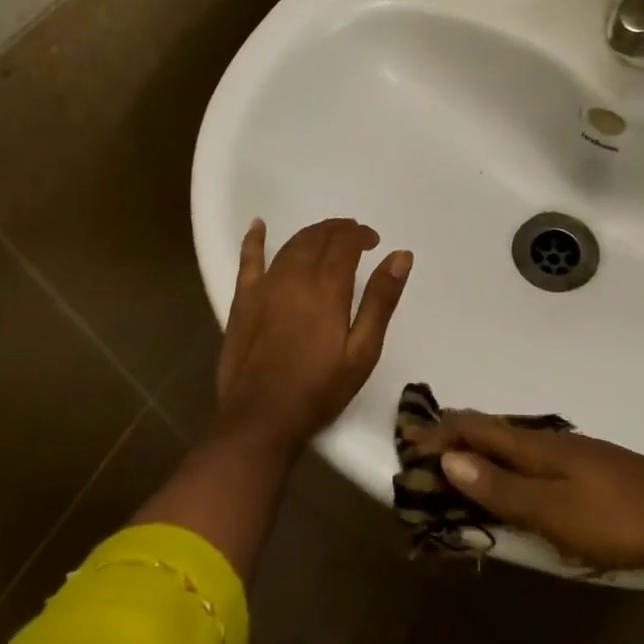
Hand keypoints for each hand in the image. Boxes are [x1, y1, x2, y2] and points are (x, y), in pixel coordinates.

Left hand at [215, 218, 411, 451]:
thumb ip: (380, 300)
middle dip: (338, 230)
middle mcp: (294, 276)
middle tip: (354, 235)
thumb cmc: (319, 388)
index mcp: (326, 287)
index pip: (344, 243)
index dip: (360, 235)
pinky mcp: (243, 300)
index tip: (373, 241)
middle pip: (317, 238)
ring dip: (311, 234)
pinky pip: (248, 260)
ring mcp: (265, 286)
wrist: (261, 418)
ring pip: (290, 245)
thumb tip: (400, 255)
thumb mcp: (362, 350)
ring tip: (326, 235)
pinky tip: (258, 225)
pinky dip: (254, 240)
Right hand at [406, 411, 643, 572]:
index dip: (441, 433)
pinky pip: (532, 456)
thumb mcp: (553, 511)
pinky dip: (506, 460)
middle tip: (425, 447)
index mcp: (536, 447)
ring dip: (480, 448)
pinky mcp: (590, 469)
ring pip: (513, 441)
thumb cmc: (616, 518)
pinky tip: (513, 476)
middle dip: (456, 435)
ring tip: (459, 459)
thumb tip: (450, 460)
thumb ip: (502, 488)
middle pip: (492, 429)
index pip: (477, 429)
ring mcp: (573, 452)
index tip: (407, 438)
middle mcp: (550, 441)